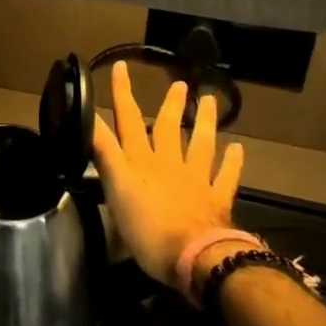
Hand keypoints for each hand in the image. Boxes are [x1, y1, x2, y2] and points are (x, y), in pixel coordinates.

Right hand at [91, 60, 244, 288]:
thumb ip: (104, 152)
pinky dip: (232, 162)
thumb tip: (87, 117)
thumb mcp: (116, 189)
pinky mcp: (217, 200)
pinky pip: (226, 177)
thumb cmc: (148, 227)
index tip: (122, 67)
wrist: (196, 258)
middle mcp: (169, 163)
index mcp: (142, 161)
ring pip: (201, 144)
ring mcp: (196, 180)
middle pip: (170, 128)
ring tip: (210, 101)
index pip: (130, 120)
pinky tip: (238, 149)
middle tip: (180, 84)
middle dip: (171, 105)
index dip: (123, 94)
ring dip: (204, 122)